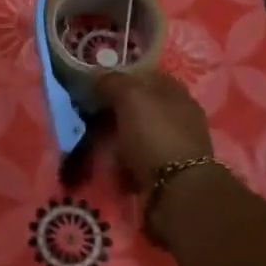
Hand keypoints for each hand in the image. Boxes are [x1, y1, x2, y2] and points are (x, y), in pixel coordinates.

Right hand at [96, 69, 214, 191]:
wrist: (177, 189)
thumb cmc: (155, 135)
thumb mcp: (131, 97)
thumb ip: (113, 82)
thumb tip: (96, 76)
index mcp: (175, 91)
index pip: (144, 75)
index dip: (119, 77)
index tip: (93, 85)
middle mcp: (178, 115)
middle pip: (139, 106)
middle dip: (113, 110)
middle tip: (88, 116)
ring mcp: (173, 143)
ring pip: (136, 133)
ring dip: (116, 138)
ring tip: (94, 144)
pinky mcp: (166, 170)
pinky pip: (137, 159)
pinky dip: (123, 161)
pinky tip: (111, 165)